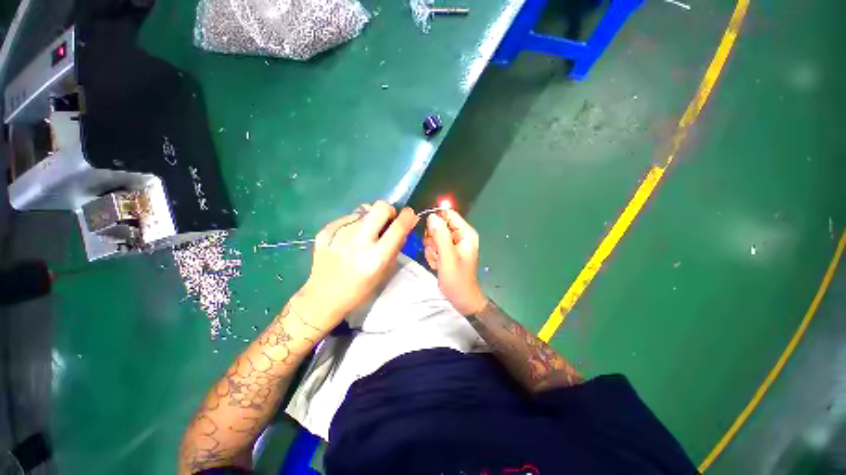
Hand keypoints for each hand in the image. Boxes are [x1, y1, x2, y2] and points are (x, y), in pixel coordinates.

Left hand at [301, 201, 418, 331]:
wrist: (324, 297)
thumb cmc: (360, 290)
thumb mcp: (385, 272)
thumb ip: (395, 246)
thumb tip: (402, 224)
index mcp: (376, 257)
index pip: (399, 226)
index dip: (408, 216)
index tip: (409, 215)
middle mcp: (358, 242)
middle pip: (380, 207)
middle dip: (388, 210)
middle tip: (386, 221)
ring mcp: (339, 234)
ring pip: (363, 211)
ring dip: (369, 220)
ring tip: (363, 235)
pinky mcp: (325, 232)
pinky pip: (347, 218)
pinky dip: (352, 224)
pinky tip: (347, 238)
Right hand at [423, 210, 486, 314]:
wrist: (461, 298)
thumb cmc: (457, 279)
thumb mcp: (447, 256)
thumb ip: (440, 235)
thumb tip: (432, 216)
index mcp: (465, 233)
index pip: (449, 214)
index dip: (436, 219)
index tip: (428, 232)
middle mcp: (460, 235)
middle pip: (439, 225)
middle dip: (433, 239)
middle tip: (436, 252)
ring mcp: (453, 243)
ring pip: (434, 236)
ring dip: (432, 249)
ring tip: (438, 261)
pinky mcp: (447, 251)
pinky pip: (434, 246)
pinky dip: (433, 255)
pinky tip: (437, 265)